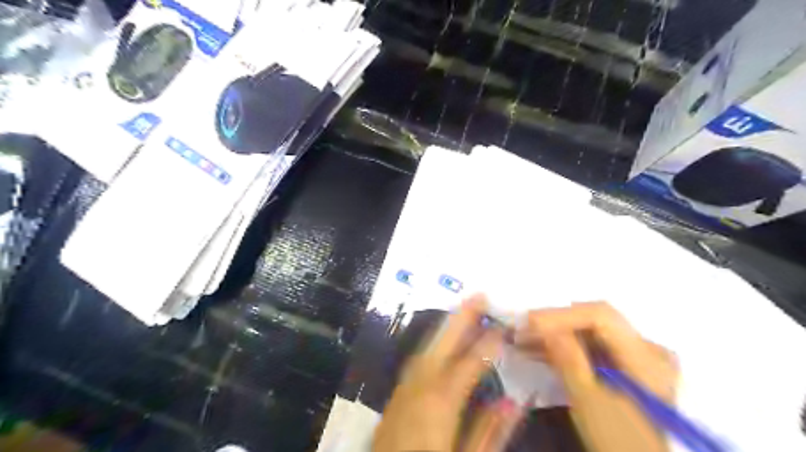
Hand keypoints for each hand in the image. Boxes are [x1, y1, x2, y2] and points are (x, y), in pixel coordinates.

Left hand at [371, 295, 515, 451]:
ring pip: (427, 346)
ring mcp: (404, 388)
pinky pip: (417, 360)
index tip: (505, 325)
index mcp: (440, 402)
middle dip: (461, 316)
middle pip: (443, 342)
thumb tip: (515, 400)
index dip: (489, 342)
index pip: (470, 362)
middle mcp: (419, 385)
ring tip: (463, 309)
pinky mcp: (397, 395)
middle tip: (479, 294)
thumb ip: (490, 430)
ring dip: (446, 326)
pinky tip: (441, 343)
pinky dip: (433, 344)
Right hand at [517, 302, 674, 450]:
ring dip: (556, 335)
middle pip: (595, 321)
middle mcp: (647, 349)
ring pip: (590, 333)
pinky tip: (538, 351)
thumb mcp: (590, 401)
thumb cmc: (619, 441)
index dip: (562, 315)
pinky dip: (566, 349)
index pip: (600, 316)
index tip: (527, 322)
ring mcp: (638, 358)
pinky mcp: (625, 368)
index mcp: (647, 356)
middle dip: (555, 323)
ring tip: (522, 340)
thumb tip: (541, 324)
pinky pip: (593, 348)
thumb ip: (568, 358)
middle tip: (521, 329)